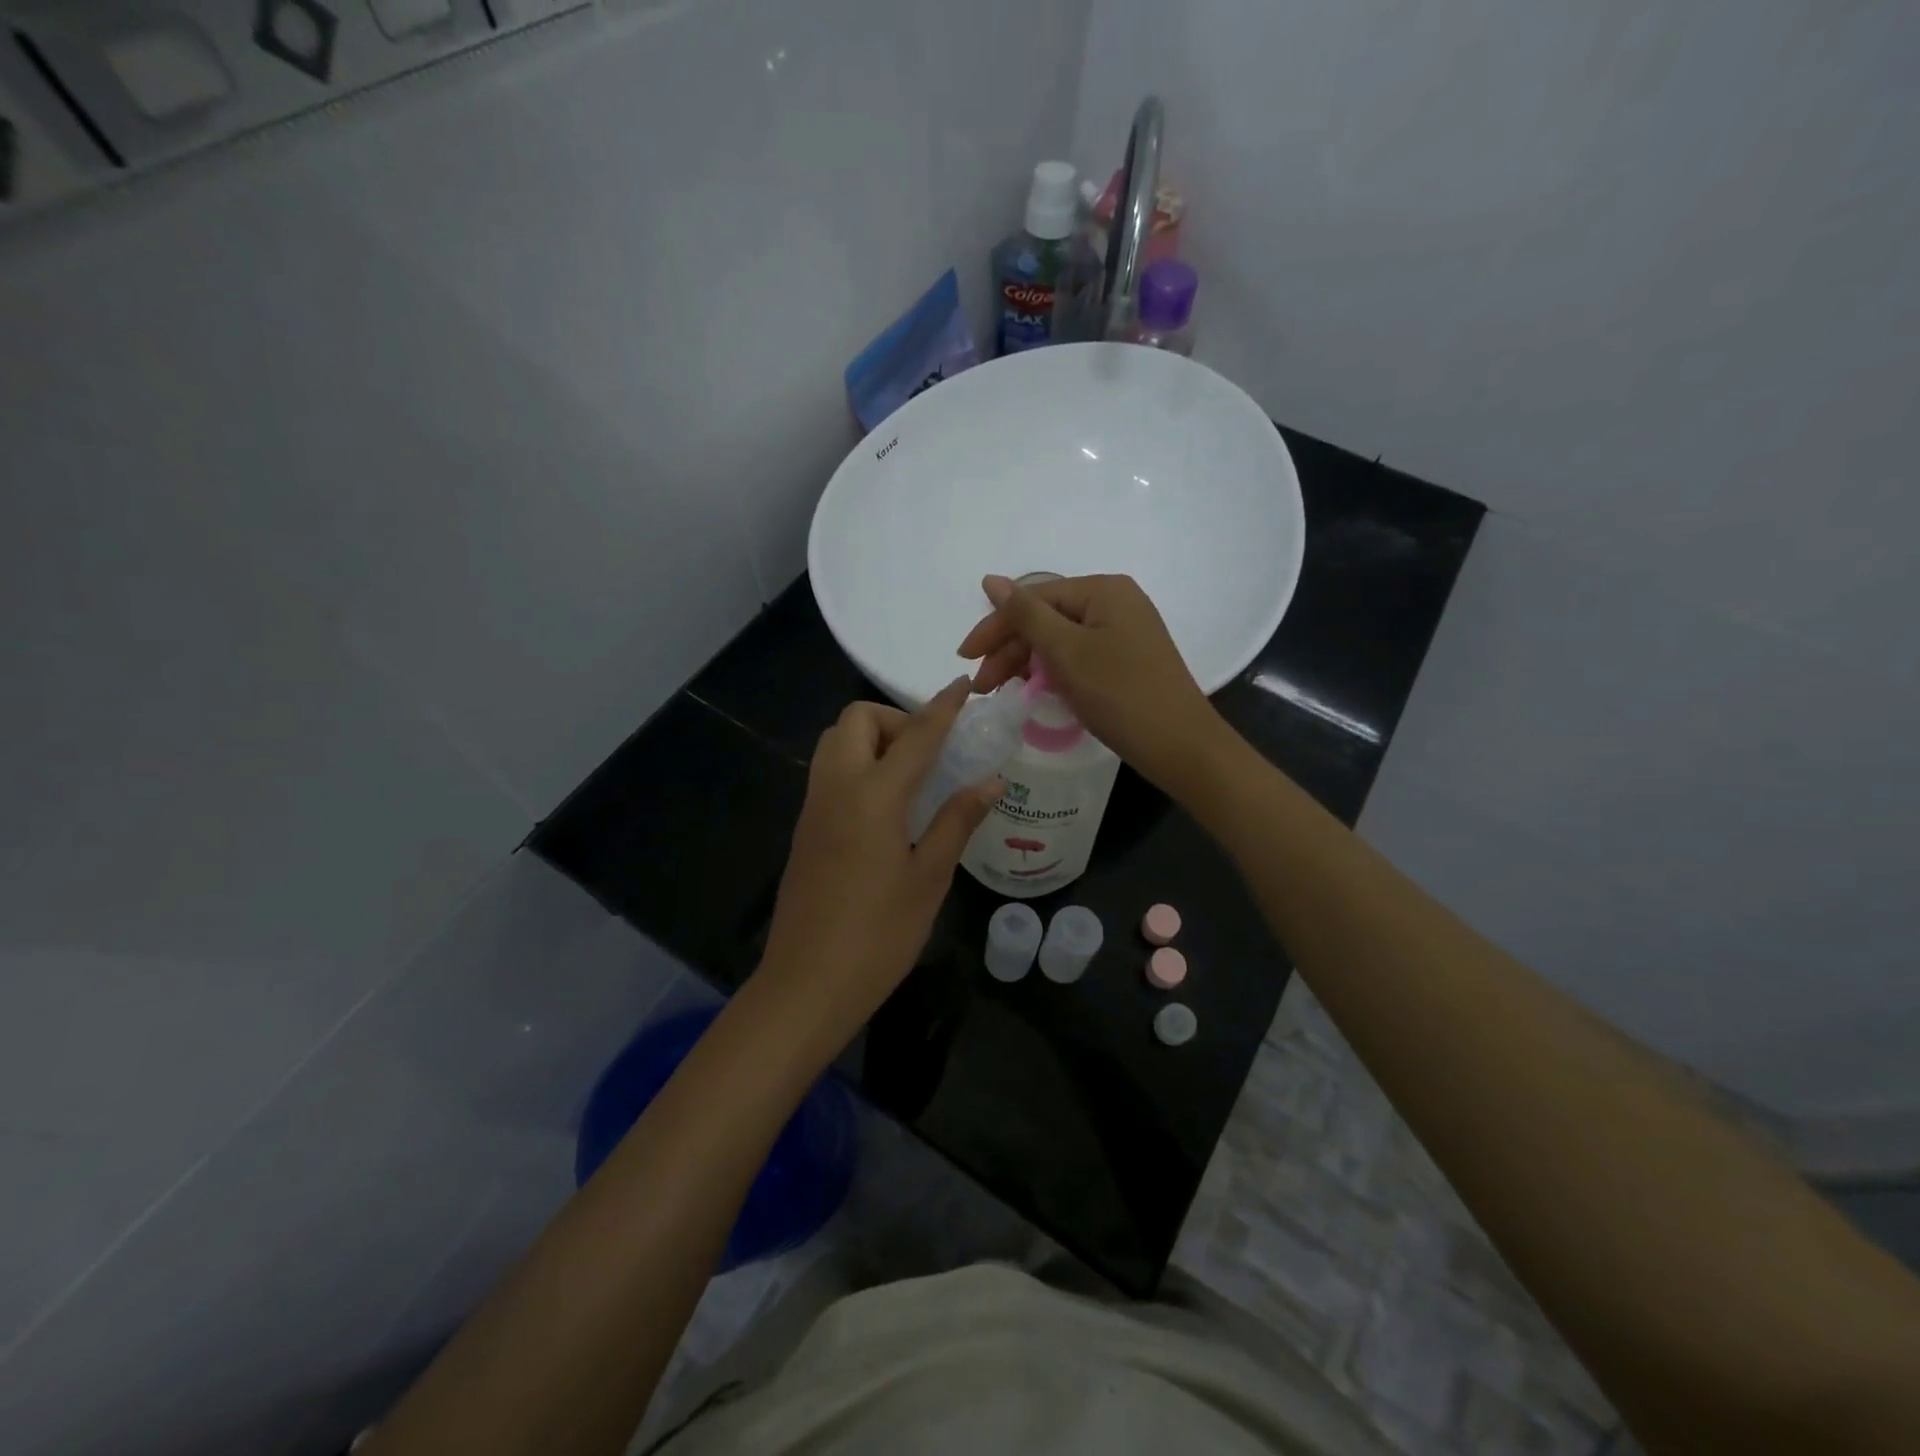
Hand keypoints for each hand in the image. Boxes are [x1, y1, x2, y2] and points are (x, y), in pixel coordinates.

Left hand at [758, 678, 999, 1040]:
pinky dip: (857, 765)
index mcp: (872, 796)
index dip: (943, 707)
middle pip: (856, 720)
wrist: (806, 984)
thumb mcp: (929, 878)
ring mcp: (813, 807)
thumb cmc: (878, 935)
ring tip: (910, 779)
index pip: (915, 734)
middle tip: (929, 755)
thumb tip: (991, 781)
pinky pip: (829, 772)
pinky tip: (885, 807)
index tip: (964, 685)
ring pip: (836, 742)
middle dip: (895, 719)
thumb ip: (957, 821)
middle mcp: (836, 788)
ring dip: (872, 740)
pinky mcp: (804, 828)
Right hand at [957, 573, 1223, 791]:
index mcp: (1103, 589)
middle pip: (1047, 618)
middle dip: (1010, 650)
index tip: (965, 658)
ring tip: (1002, 692)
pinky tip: (1035, 691)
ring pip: (1060, 640)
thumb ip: (1026, 615)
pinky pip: (1078, 656)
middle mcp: (1115, 602)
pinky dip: (1053, 672)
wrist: (1180, 746)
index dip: (995, 626)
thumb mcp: (1066, 652)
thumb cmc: (1120, 694)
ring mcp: (1124, 632)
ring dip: (1027, 663)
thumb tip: (992, 579)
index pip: (1034, 598)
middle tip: (983, 686)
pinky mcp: (1126, 660)